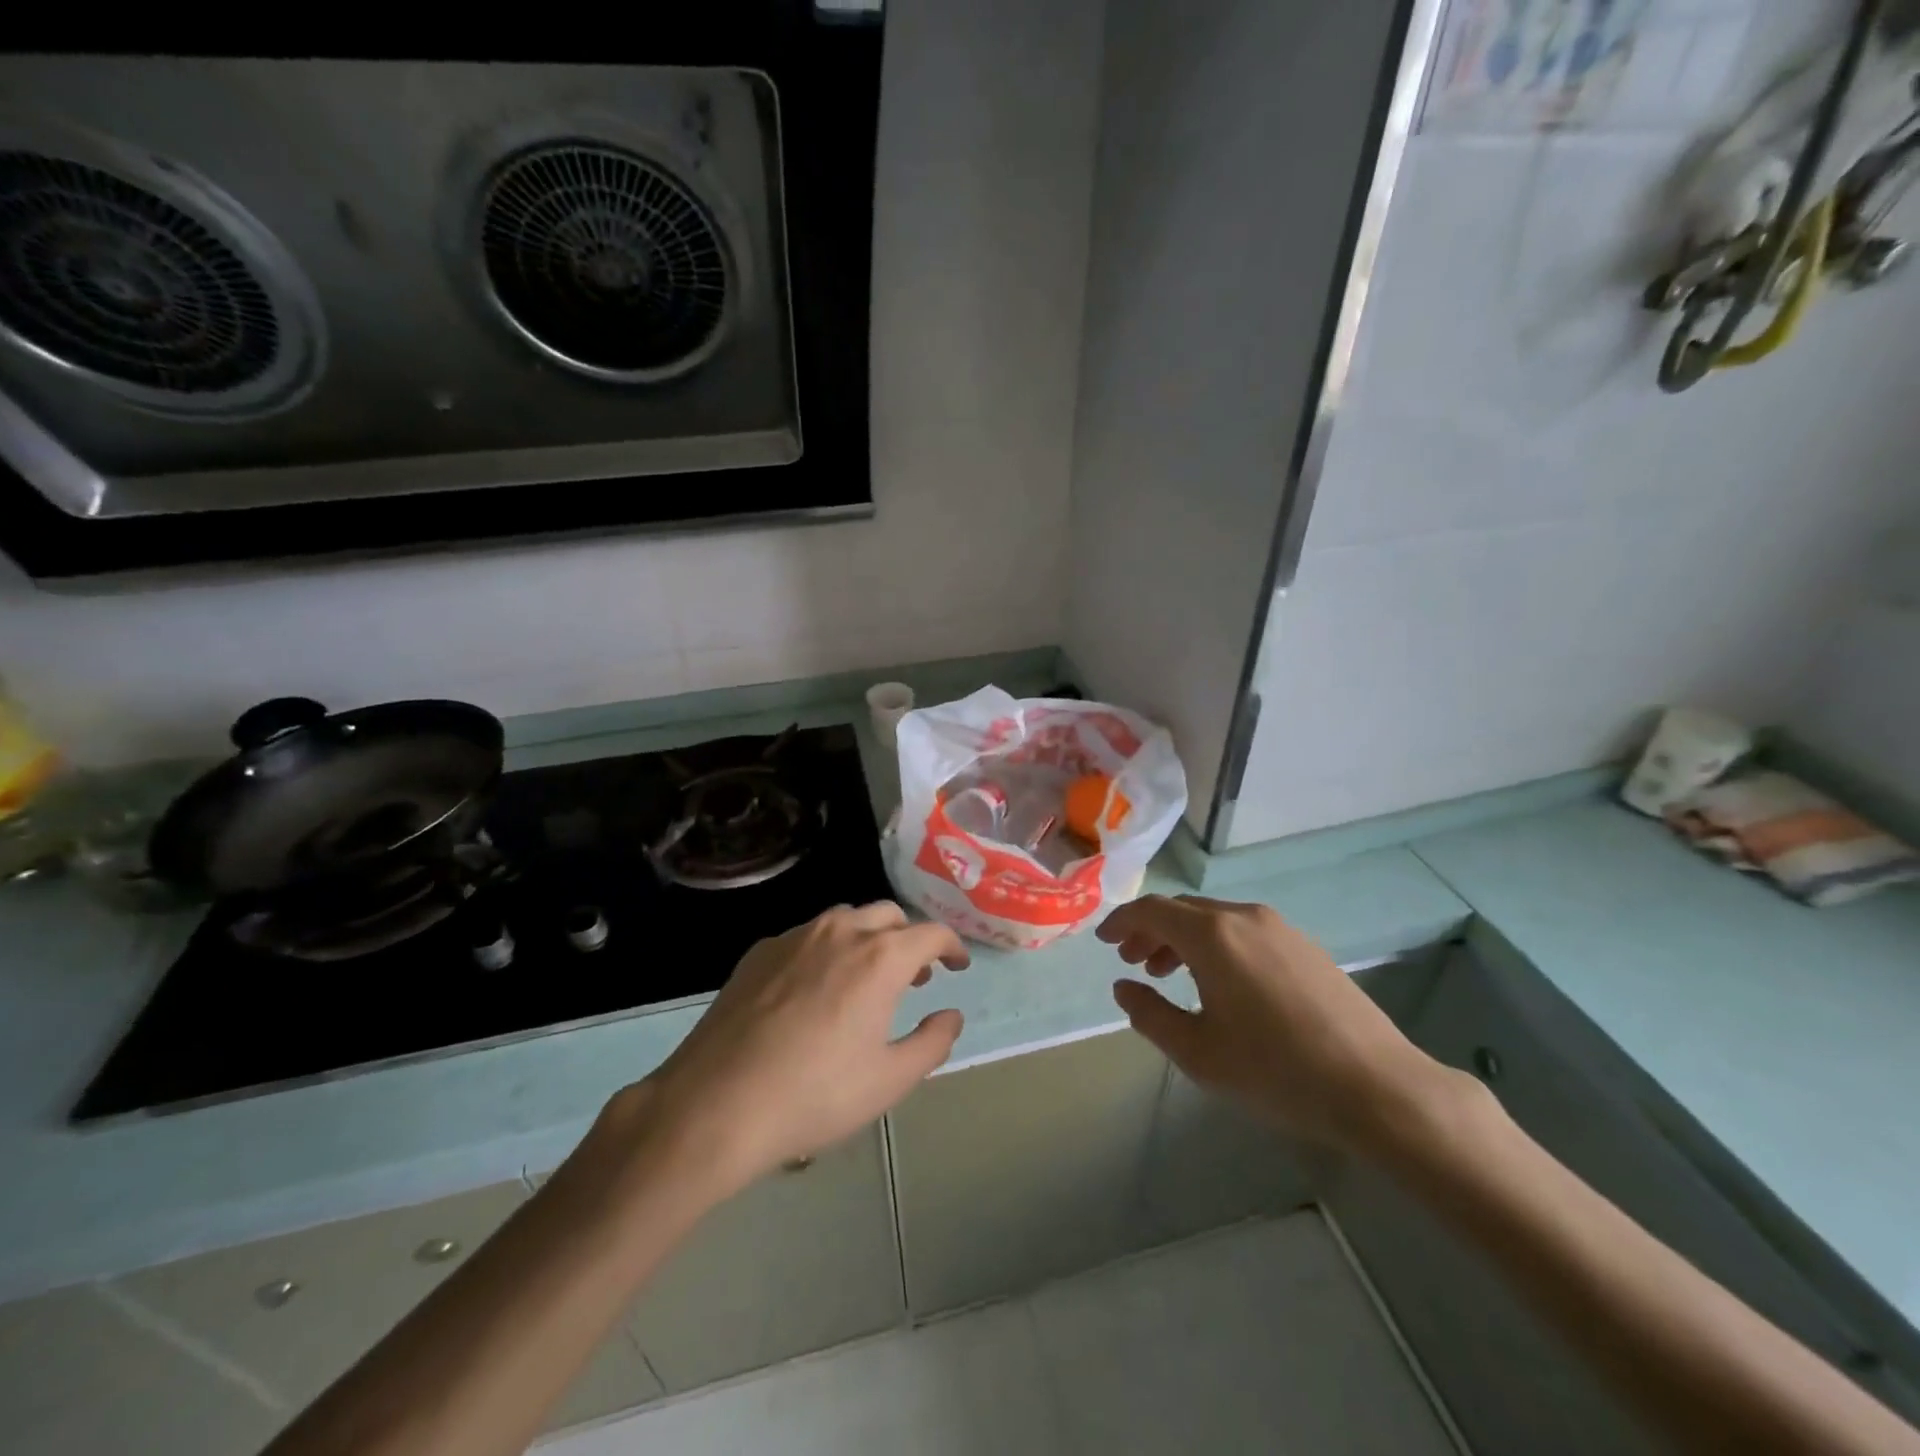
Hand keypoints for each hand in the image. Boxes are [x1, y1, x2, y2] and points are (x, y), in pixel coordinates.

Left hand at [622, 903, 969, 1198]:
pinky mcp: (758, 952)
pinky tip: (814, 989)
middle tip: (914, 977)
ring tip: (866, 979)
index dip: (951, 946)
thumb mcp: (890, 1080)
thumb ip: (932, 1042)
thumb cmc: (814, 1095)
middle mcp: (840, 931)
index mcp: (879, 957)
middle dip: (908, 939)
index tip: (956, 967)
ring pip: (845, 919)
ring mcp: (794, 937)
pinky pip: (806, 936)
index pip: (930, 932)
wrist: (715, 1105)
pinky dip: (827, 950)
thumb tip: (951, 1015)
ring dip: (867, 939)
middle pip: (888, 915)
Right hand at [1100, 895, 1453, 1155]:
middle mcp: (1243, 916)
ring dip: (1184, 938)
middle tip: (1134, 962)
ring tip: (1170, 974)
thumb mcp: (1198, 1052)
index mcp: (1212, 935)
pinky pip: (1244, 930)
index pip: (1152, 910)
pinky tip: (1220, 983)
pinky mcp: (1305, 946)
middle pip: (1183, 910)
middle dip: (1151, 931)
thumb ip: (1151, 1015)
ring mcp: (1280, 928)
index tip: (1104, 942)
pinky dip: (1217, 944)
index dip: (1122, 922)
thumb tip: (1124, 987)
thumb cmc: (1276, 1071)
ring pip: (1215, 919)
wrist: (1377, 1087)